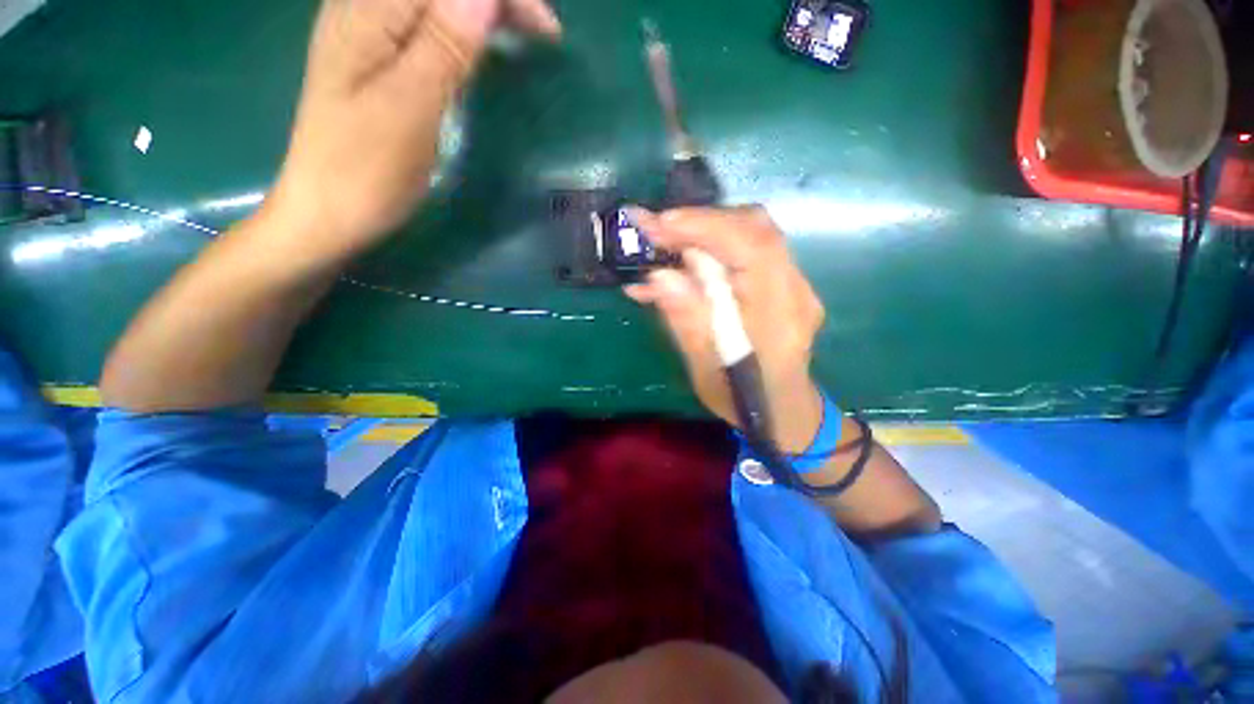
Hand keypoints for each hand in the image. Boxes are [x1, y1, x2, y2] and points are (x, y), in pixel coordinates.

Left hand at [268, 0, 560, 264]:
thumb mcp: (408, 109)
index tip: (546, 30)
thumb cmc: (365, 169)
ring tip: (523, 32)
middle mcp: (365, 9)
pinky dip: (465, 29)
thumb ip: (443, 47)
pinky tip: (484, 44)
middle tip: (542, 32)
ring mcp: (371, 33)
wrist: (327, 210)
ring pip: (436, 3)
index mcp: (367, 12)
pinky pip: (429, 25)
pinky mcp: (381, 59)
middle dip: (496, 0)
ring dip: (484, 11)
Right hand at [625, 207, 826, 452]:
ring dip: (702, 232)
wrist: (785, 412)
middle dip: (698, 223)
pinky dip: (711, 248)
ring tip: (660, 245)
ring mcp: (792, 283)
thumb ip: (687, 321)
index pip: (750, 247)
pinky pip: (747, 251)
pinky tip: (679, 266)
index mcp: (779, 314)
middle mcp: (794, 289)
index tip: (657, 224)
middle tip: (652, 231)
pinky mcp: (781, 283)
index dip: (704, 227)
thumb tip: (658, 276)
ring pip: (750, 234)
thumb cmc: (744, 399)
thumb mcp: (707, 370)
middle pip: (753, 229)